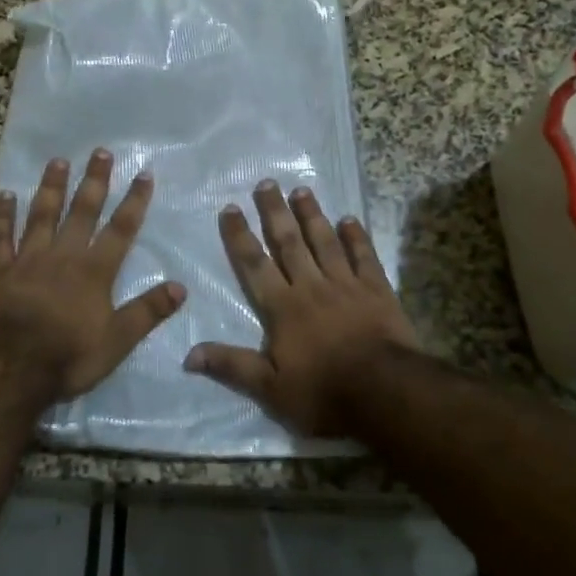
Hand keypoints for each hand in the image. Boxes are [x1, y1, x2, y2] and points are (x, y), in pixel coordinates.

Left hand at [0, 150, 185, 400]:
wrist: (8, 367)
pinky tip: (4, 194)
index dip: (135, 201)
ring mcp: (28, 258)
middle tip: (101, 152)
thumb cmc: (67, 355)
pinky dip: (2, 214)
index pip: (121, 229)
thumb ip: (148, 311)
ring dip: (51, 187)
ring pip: (42, 215)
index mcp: (95, 271)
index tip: (144, 174)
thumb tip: (181, 287)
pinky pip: (0, 236)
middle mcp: (64, 255)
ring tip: (58, 161)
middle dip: (94, 181)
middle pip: (82, 211)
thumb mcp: (117, 341)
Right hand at [185, 181, 421, 436]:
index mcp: (283, 308)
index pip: (254, 265)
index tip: (230, 208)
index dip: (240, 236)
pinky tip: (350, 219)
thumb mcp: (271, 390)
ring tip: (302, 190)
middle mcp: (311, 287)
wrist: (386, 393)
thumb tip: (189, 354)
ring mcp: (347, 285)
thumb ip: (232, 367)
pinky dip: (357, 237)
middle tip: (266, 183)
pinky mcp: (377, 291)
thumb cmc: (324, 393)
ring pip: (325, 242)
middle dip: (275, 212)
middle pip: (289, 243)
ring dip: (312, 215)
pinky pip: (364, 257)